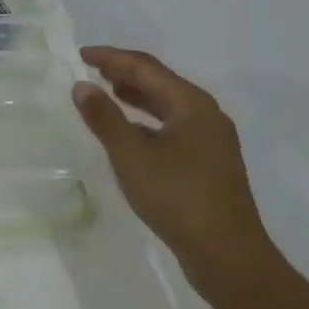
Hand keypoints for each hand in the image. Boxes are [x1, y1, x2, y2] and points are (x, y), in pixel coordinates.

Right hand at [71, 46, 273, 295]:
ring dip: (137, 96)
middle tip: (93, 69)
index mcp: (192, 105)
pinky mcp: (209, 163)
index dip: (112, 58)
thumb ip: (105, 118)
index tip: (81, 54)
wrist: (227, 254)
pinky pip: (173, 127)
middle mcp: (206, 115)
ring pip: (168, 106)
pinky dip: (148, 121)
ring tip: (108, 91)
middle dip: (126, 72)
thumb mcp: (131, 156)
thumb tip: (82, 86)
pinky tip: (131, 132)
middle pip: (161, 82)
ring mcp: (211, 140)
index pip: (146, 68)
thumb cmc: (177, 197)